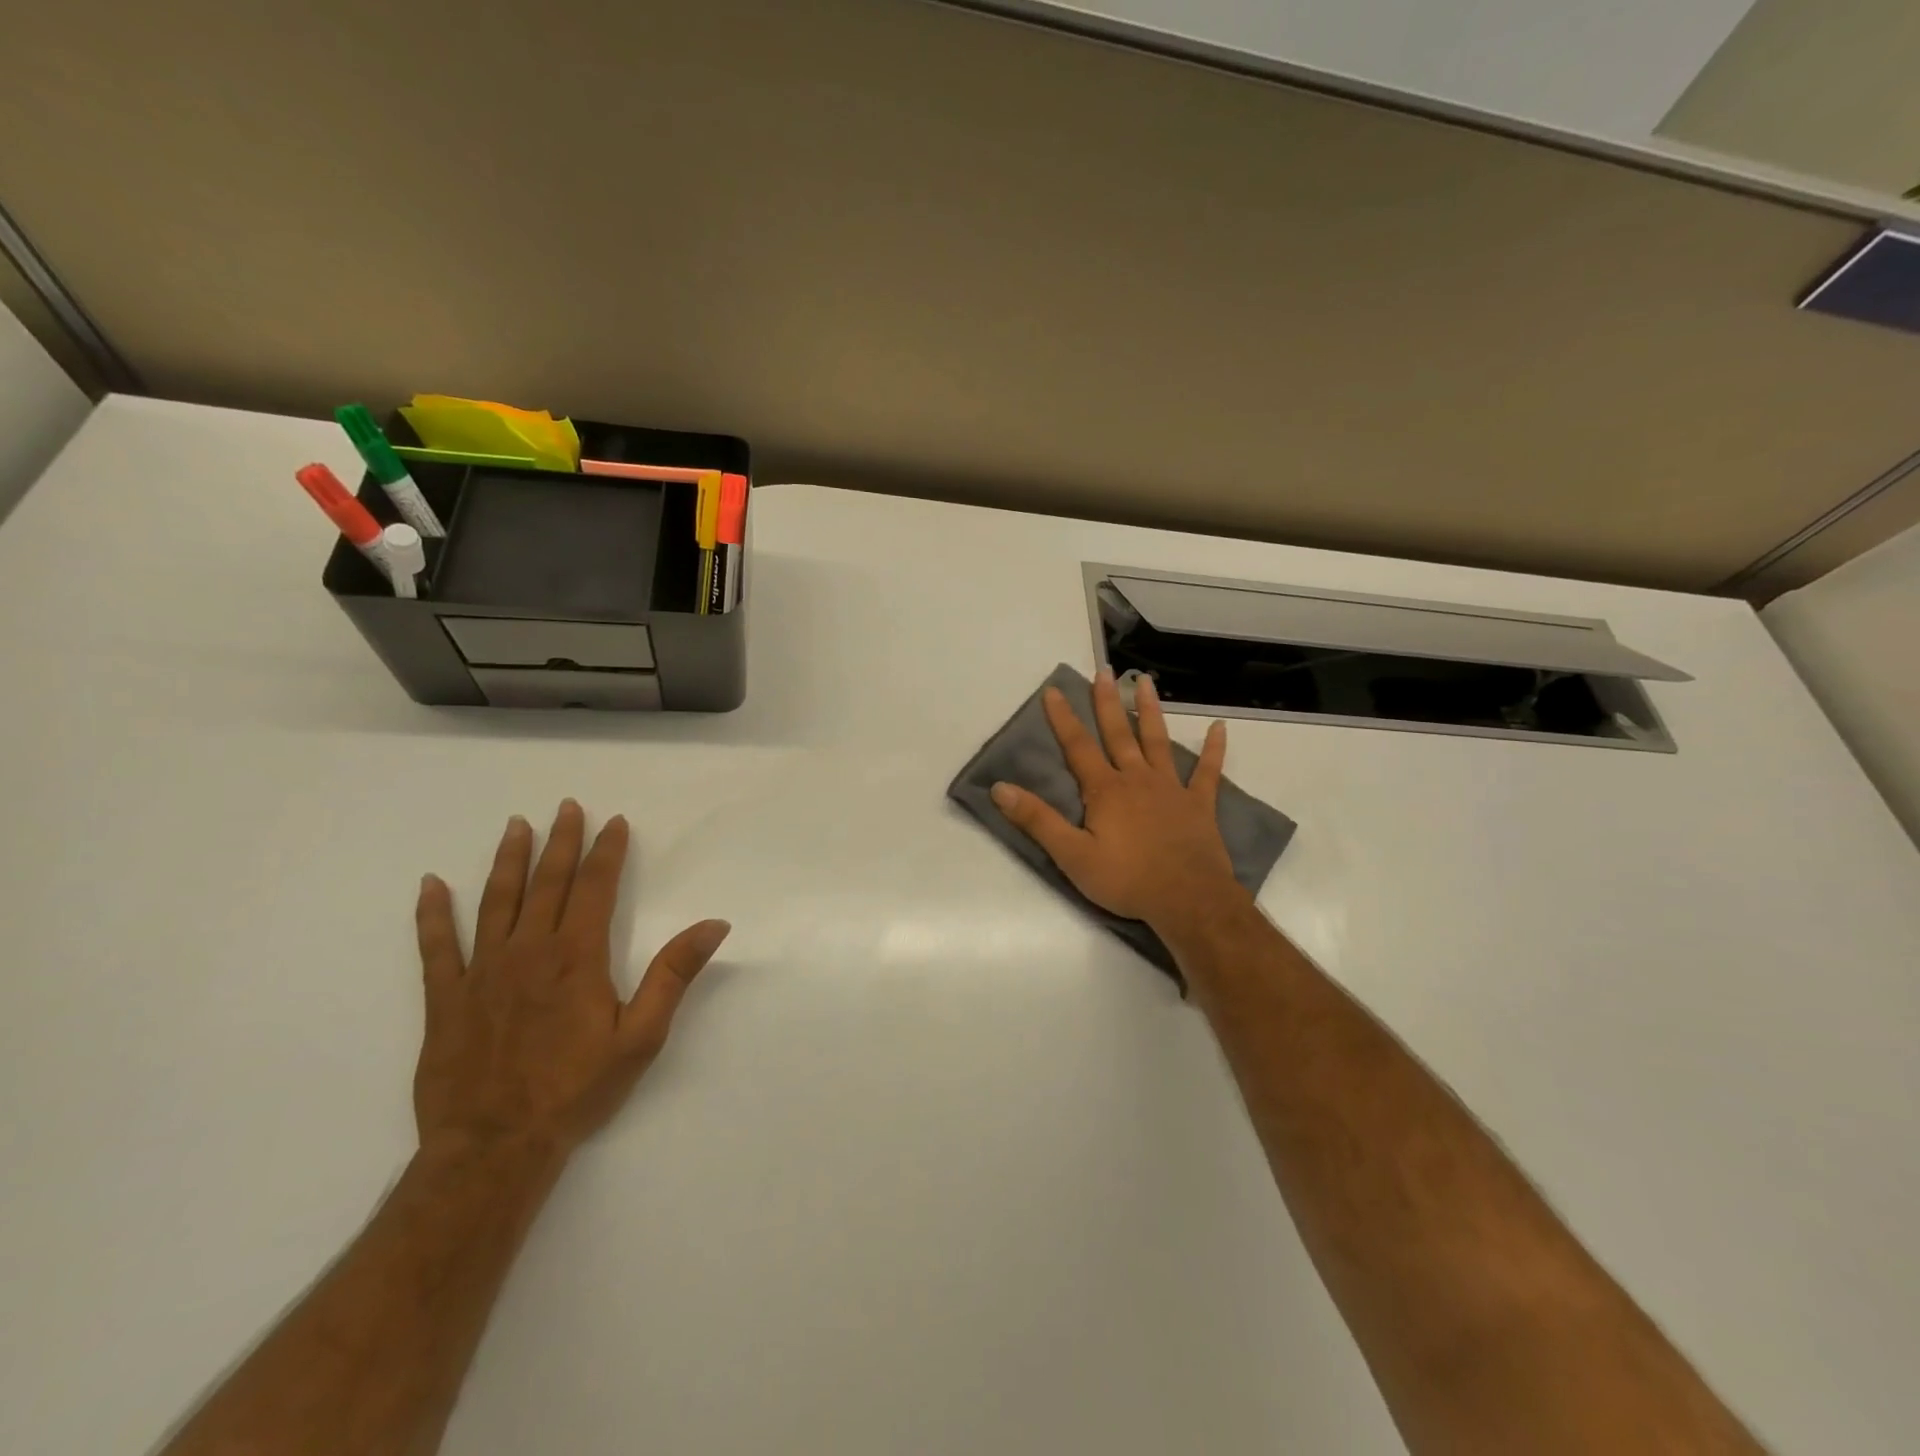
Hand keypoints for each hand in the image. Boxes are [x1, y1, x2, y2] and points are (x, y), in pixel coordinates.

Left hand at [412, 800, 729, 1162]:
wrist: (494, 1147)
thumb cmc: (576, 1090)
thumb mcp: (642, 1035)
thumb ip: (674, 974)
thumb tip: (714, 923)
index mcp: (577, 956)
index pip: (595, 887)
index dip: (606, 851)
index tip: (613, 822)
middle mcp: (528, 951)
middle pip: (547, 883)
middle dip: (561, 841)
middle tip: (566, 806)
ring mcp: (481, 972)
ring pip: (496, 901)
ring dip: (507, 860)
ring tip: (515, 826)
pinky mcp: (445, 999)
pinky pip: (435, 947)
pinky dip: (432, 914)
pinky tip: (431, 885)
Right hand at [990, 670, 1247, 933]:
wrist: (1188, 899)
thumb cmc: (1126, 879)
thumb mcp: (1072, 855)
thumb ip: (1037, 820)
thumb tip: (1000, 788)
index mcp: (1105, 790)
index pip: (1078, 746)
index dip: (1063, 718)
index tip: (1054, 690)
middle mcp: (1137, 779)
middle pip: (1119, 733)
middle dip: (1108, 701)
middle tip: (1104, 671)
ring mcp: (1171, 788)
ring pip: (1158, 741)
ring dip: (1151, 711)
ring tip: (1146, 682)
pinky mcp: (1199, 804)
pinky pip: (1208, 772)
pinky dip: (1214, 749)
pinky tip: (1219, 728)